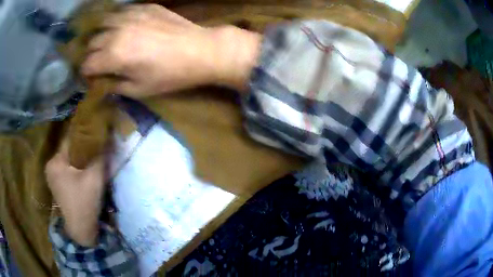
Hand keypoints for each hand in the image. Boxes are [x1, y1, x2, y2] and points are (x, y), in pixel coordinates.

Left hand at [45, 140, 104, 246]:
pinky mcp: (56, 186)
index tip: (97, 134)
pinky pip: (67, 170)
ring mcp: (52, 177)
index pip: (70, 140)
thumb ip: (101, 156)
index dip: (85, 136)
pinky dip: (76, 169)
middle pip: (69, 151)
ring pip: (68, 161)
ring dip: (80, 160)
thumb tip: (110, 139)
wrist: (81, 231)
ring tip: (93, 160)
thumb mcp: (95, 178)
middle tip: (97, 150)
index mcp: (55, 162)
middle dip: (83, 150)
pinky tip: (85, 173)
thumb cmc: (85, 203)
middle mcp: (50, 167)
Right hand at [82, 4, 261, 96]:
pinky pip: (122, 12)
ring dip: (102, 35)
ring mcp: (131, 15)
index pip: (87, 64)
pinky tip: (125, 27)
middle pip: (92, 43)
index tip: (92, 78)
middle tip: (101, 62)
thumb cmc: (170, 74)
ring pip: (104, 23)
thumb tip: (102, 83)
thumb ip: (115, 86)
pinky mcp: (145, 7)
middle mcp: (117, 32)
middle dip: (93, 55)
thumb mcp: (139, 89)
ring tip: (110, 42)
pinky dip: (118, 21)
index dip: (86, 74)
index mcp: (114, 55)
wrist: (199, 50)